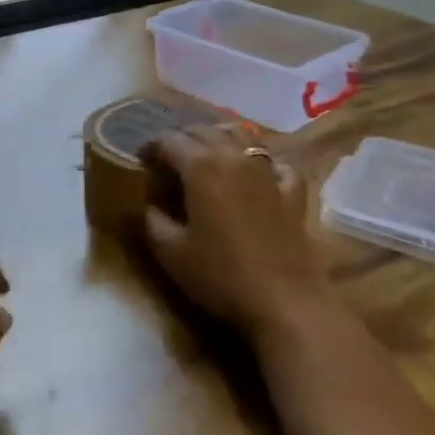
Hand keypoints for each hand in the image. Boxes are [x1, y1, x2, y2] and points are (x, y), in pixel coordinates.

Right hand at [139, 128, 329, 338]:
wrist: (286, 303)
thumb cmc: (222, 276)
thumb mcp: (171, 253)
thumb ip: (152, 221)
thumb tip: (147, 204)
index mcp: (200, 167)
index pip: (169, 140)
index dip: (151, 147)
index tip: (142, 162)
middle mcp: (233, 157)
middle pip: (203, 131)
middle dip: (182, 139)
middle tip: (169, 159)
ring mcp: (268, 171)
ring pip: (241, 136)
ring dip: (219, 139)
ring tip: (208, 156)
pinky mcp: (293, 191)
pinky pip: (275, 162)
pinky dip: (261, 162)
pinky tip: (257, 174)